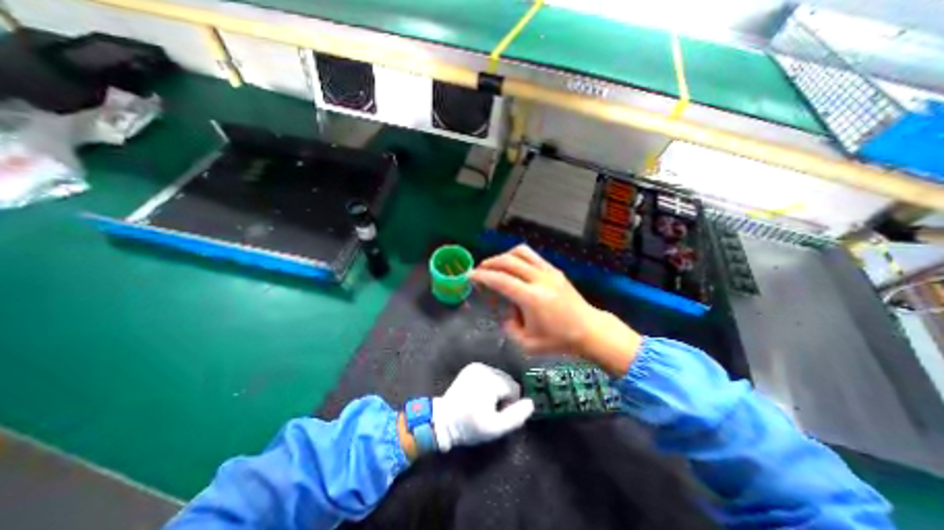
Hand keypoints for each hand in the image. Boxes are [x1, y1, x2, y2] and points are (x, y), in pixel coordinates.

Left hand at [430, 365, 534, 450]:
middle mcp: (484, 368)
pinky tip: (479, 396)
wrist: (443, 420)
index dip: (510, 404)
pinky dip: (488, 384)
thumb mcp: (495, 428)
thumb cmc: (469, 426)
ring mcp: (476, 366)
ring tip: (484, 404)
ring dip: (497, 390)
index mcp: (491, 380)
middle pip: (507, 381)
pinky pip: (489, 375)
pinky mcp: (471, 368)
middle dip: (504, 396)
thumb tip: (531, 403)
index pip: (514, 388)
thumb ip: (516, 417)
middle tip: (491, 411)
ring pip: (498, 377)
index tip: (498, 415)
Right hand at [470, 243, 640, 373]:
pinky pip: (531, 255)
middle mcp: (540, 279)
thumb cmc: (559, 340)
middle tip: (479, 271)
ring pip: (520, 252)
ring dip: (503, 256)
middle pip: (508, 261)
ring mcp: (549, 271)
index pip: (500, 280)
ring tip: (495, 266)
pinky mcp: (554, 269)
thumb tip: (506, 313)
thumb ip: (510, 327)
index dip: (482, 276)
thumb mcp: (528, 344)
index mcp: (532, 298)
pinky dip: (516, 257)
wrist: (589, 330)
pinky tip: (512, 267)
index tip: (469, 275)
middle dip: (489, 263)